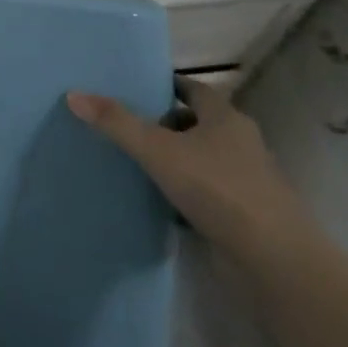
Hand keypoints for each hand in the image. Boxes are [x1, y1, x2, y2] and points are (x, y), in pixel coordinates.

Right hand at [65, 77, 303, 251]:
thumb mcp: (158, 150)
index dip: (167, 86)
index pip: (194, 89)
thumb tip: (74, 94)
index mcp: (226, 119)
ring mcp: (246, 181)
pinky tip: (159, 201)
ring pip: (202, 159)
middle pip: (198, 123)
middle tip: (127, 125)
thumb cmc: (217, 189)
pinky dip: (184, 192)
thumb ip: (117, 123)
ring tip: (136, 162)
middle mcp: (240, 143)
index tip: (137, 87)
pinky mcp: (244, 214)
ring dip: (175, 159)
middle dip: (166, 123)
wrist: (273, 260)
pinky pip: (207, 192)